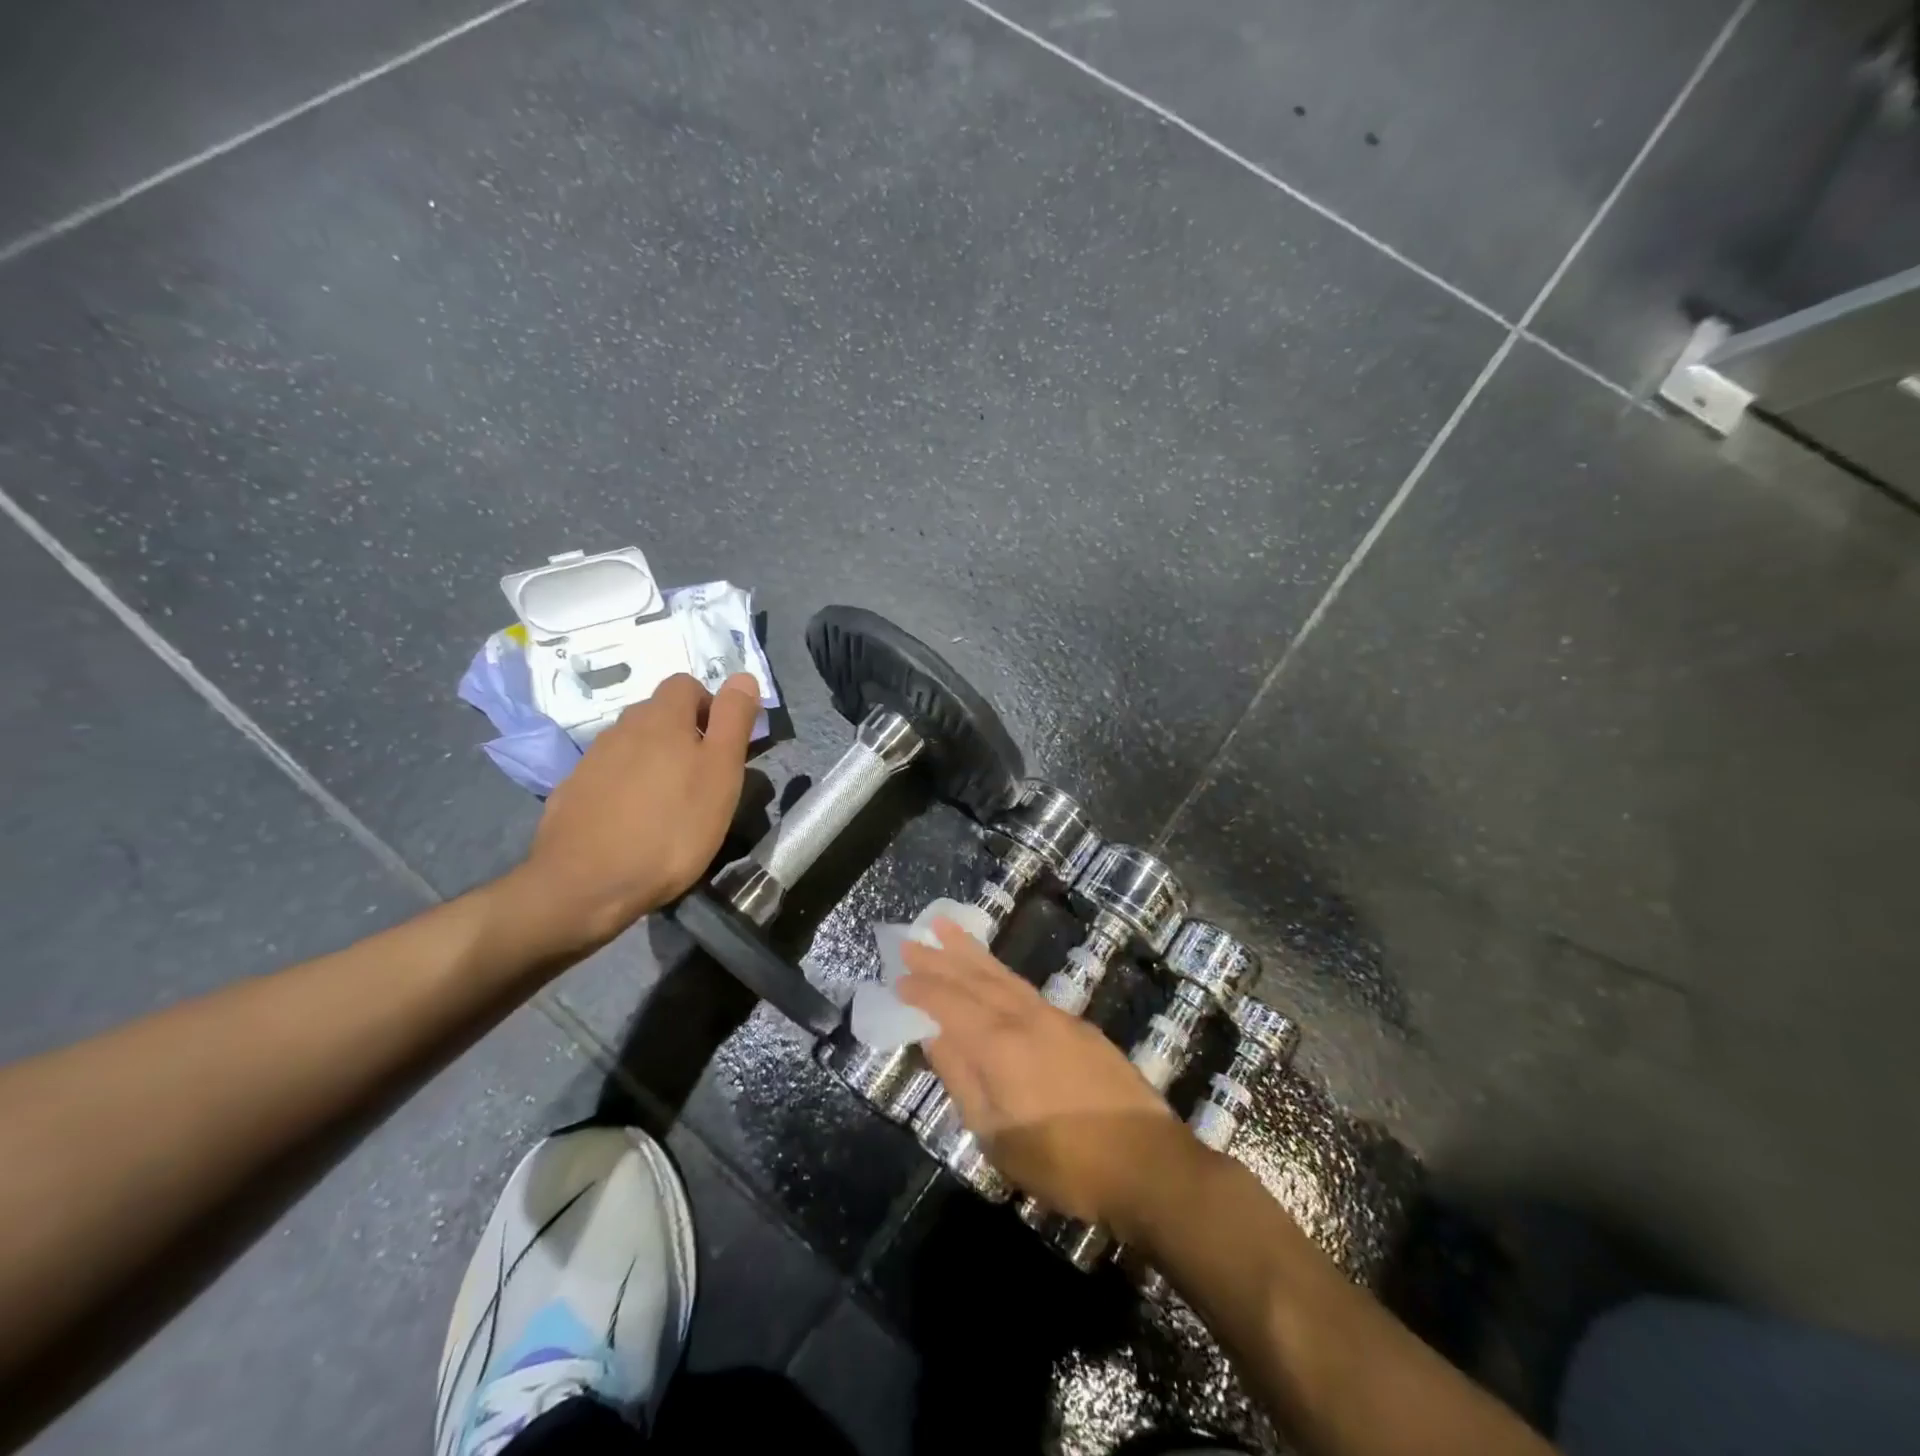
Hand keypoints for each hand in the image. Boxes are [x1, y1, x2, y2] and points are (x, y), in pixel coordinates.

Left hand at [518, 672, 759, 944]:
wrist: (585, 885)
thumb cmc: (672, 827)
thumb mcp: (721, 772)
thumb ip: (733, 720)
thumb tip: (743, 676)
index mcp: (661, 718)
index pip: (687, 684)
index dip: (710, 707)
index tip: (722, 747)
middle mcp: (622, 727)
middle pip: (658, 714)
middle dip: (683, 734)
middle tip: (702, 779)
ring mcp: (592, 760)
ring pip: (633, 744)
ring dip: (654, 761)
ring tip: (670, 805)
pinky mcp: (572, 792)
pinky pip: (608, 775)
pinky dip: (626, 787)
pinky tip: (634, 822)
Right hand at [898, 920, 1186, 1234]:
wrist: (1147, 1163)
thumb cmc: (1064, 1163)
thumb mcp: (998, 1136)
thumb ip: (962, 1079)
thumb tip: (933, 1035)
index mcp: (999, 1046)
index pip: (949, 1005)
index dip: (921, 989)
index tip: (896, 974)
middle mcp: (1025, 1018)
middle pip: (975, 979)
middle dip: (941, 957)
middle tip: (913, 937)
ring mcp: (1056, 1017)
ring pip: (1003, 976)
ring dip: (972, 953)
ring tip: (947, 929)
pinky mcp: (1079, 1026)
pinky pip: (1027, 988)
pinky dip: (1001, 974)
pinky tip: (995, 974)